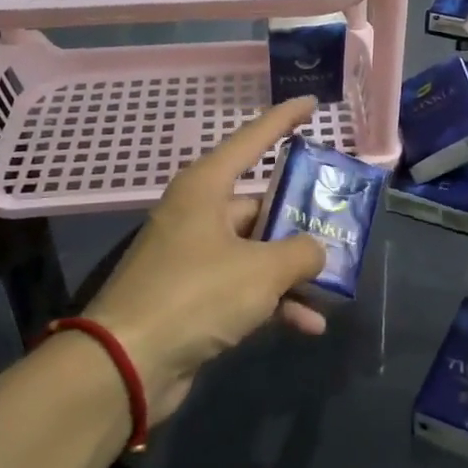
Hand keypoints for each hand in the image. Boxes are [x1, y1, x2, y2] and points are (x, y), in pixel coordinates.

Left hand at [80, 97, 328, 421]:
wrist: (126, 364)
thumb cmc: (195, 295)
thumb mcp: (261, 270)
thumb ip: (301, 253)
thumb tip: (316, 251)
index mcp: (206, 188)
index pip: (252, 140)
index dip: (283, 119)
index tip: (311, 103)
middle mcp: (199, 215)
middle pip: (261, 203)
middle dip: (302, 219)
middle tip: (342, 221)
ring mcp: (195, 257)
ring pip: (257, 251)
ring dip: (293, 270)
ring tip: (335, 284)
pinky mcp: (194, 297)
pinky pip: (244, 288)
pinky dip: (274, 302)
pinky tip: (308, 324)